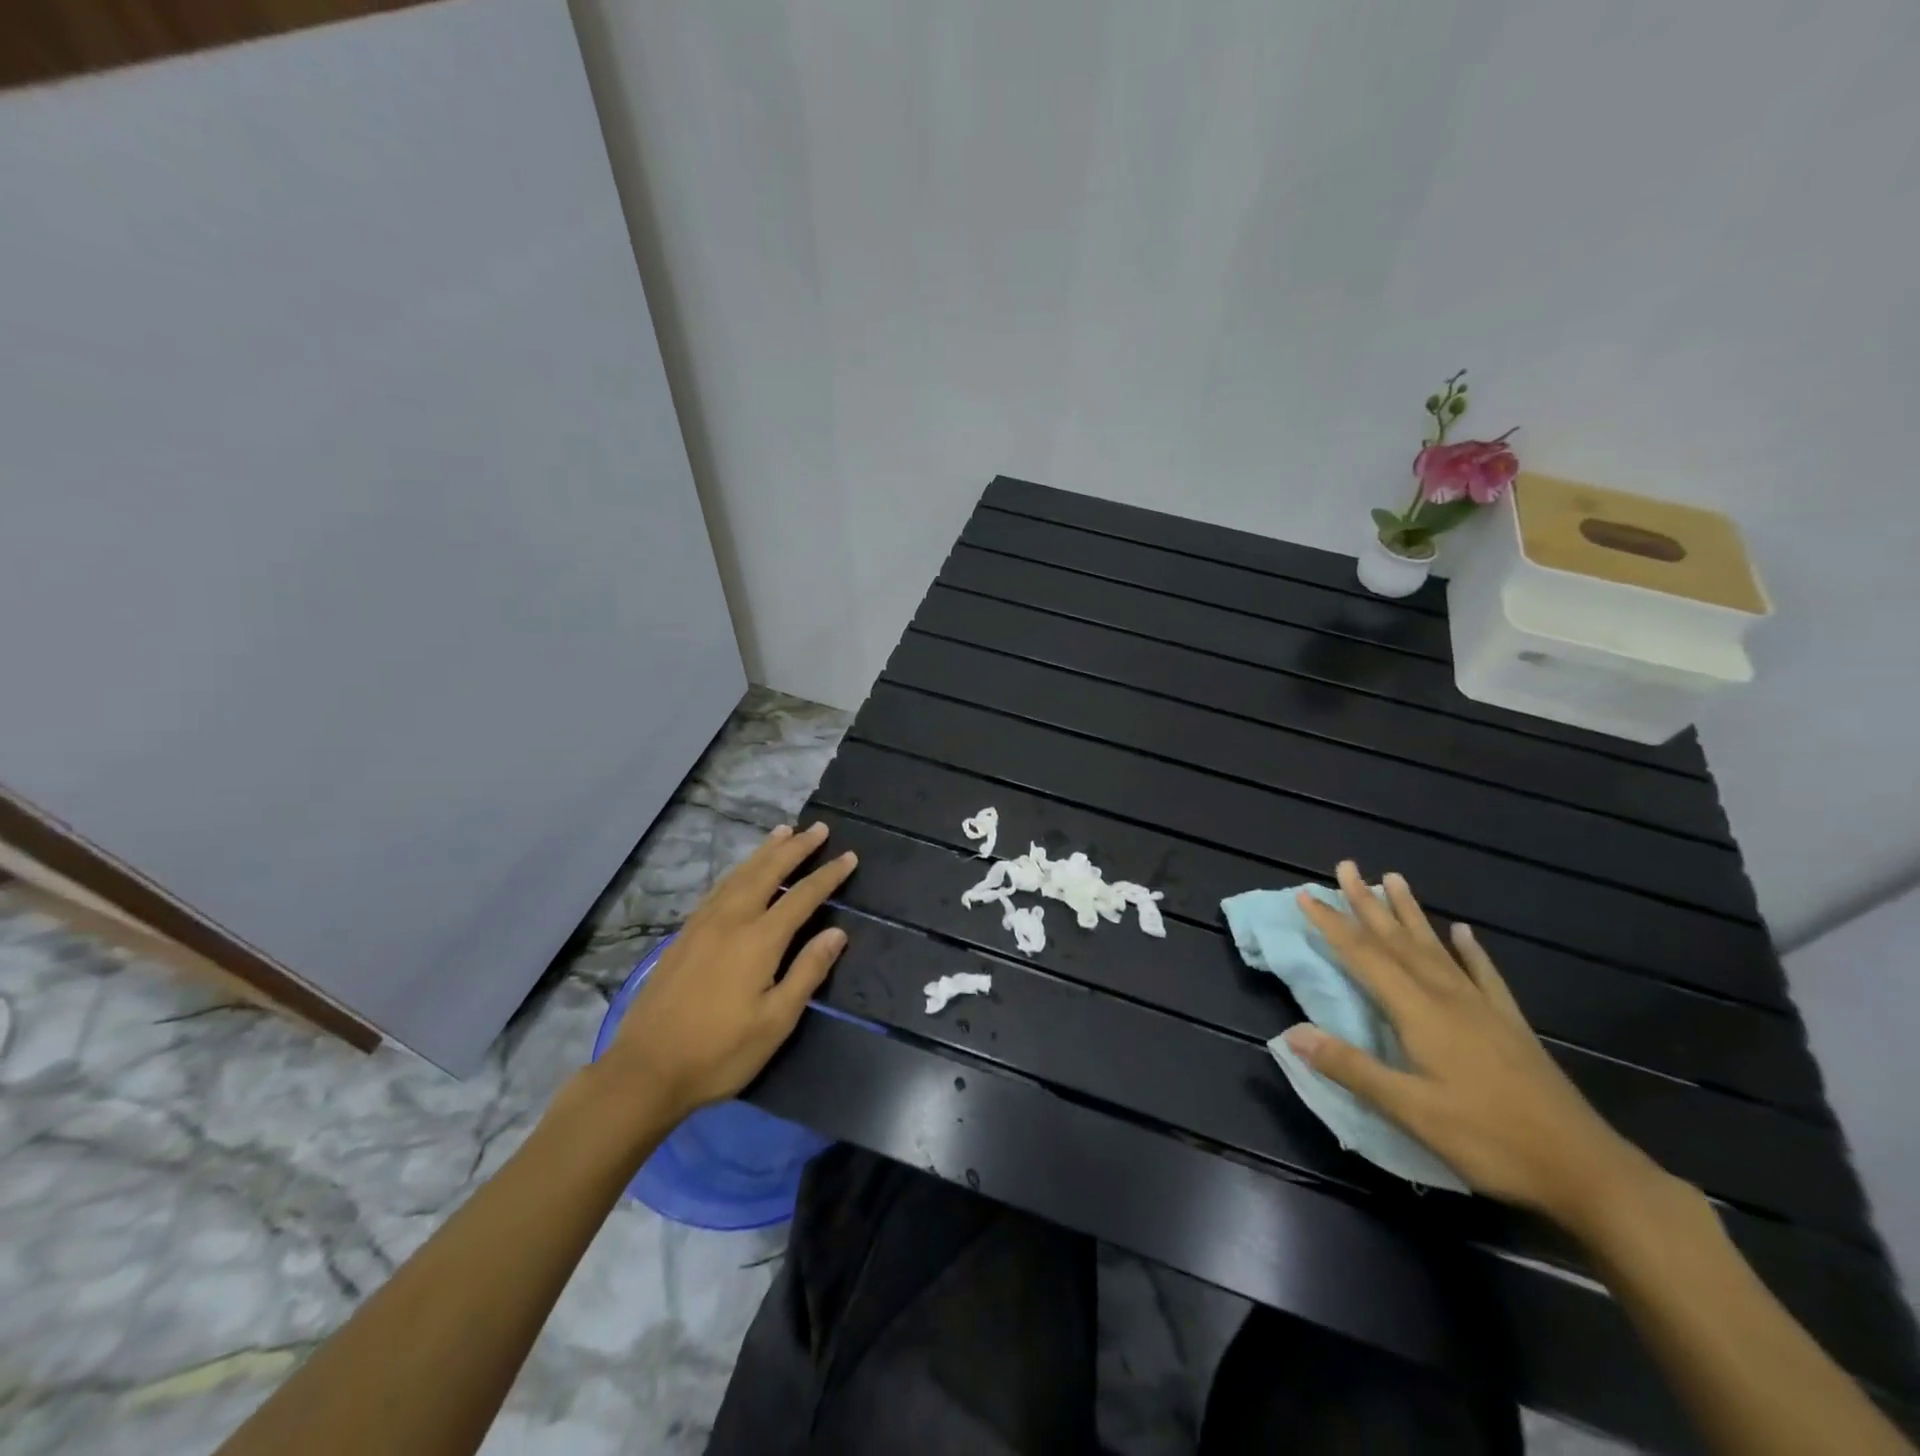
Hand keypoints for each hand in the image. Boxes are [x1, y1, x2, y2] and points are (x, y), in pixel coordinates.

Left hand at [601, 822, 856, 1121]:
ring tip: (784, 832)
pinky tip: (741, 872)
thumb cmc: (720, 1052)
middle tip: (818, 828)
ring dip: (765, 851)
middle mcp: (731, 921)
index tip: (849, 856)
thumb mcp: (776, 1022)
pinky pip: (719, 888)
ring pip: (739, 875)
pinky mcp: (683, 936)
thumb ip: (807, 972)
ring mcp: (702, 925)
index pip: (802, 896)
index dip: (827, 875)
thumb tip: (837, 933)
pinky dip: (738, 871)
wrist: (646, 1070)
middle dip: (796, 848)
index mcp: (759, 940)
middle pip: (768, 872)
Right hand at [1286, 860, 1661, 1229]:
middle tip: (1346, 867)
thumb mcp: (1412, 1111)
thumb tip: (1291, 1033)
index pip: (1364, 957)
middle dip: (1367, 903)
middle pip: (1398, 941)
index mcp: (1420, 1013)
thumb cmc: (1490, 1141)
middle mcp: (1448, 998)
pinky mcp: (1510, 1025)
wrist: (1586, 1171)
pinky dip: (1471, 950)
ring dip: (1410, 913)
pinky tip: (1464, 932)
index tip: (1304, 894)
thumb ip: (1352, 1068)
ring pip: (1436, 948)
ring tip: (1394, 879)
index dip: (1332, 924)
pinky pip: (1484, 975)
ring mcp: (1483, 1008)